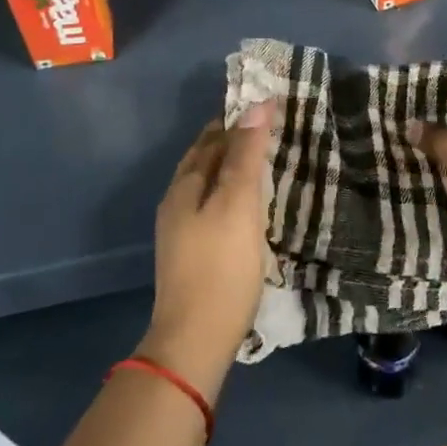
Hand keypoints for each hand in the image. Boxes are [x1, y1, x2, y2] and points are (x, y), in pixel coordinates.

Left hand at [140, 100, 277, 400]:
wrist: (195, 341)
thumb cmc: (221, 266)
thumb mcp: (238, 203)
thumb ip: (246, 154)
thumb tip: (257, 104)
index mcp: (184, 187)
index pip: (210, 138)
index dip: (236, 120)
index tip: (267, 107)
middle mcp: (177, 203)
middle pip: (204, 160)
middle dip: (232, 141)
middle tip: (269, 130)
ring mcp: (181, 232)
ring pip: (208, 185)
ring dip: (232, 168)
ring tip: (263, 162)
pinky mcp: (193, 256)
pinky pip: (213, 208)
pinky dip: (231, 194)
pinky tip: (250, 205)